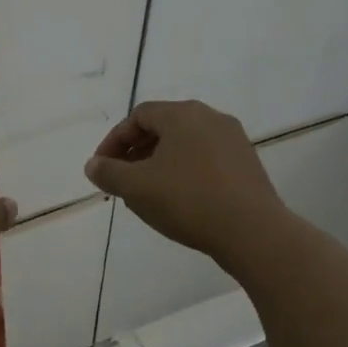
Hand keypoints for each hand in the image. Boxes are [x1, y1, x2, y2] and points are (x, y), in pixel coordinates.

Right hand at [84, 100, 284, 265]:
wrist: (253, 232)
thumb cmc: (188, 201)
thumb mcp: (136, 188)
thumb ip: (109, 172)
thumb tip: (93, 164)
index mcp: (183, 115)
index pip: (138, 116)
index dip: (114, 140)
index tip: (102, 167)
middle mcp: (211, 118)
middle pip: (163, 127)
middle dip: (136, 152)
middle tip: (121, 178)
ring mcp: (234, 140)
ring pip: (185, 144)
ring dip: (159, 163)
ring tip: (147, 192)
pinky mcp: (247, 164)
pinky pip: (205, 159)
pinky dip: (184, 172)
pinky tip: (179, 200)